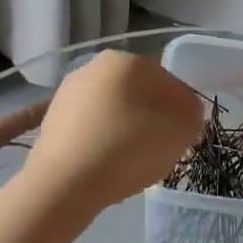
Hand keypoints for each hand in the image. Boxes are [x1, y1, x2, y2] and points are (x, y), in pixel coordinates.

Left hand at [27, 51, 204, 210]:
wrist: (67, 182)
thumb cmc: (130, 147)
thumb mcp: (182, 129)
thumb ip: (192, 114)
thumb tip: (183, 113)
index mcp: (126, 61)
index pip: (166, 82)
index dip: (181, 111)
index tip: (184, 137)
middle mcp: (93, 67)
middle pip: (136, 94)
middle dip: (150, 118)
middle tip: (160, 150)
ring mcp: (66, 94)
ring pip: (110, 112)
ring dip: (123, 130)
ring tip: (131, 163)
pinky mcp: (50, 122)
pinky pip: (87, 131)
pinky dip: (98, 144)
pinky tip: (104, 166)